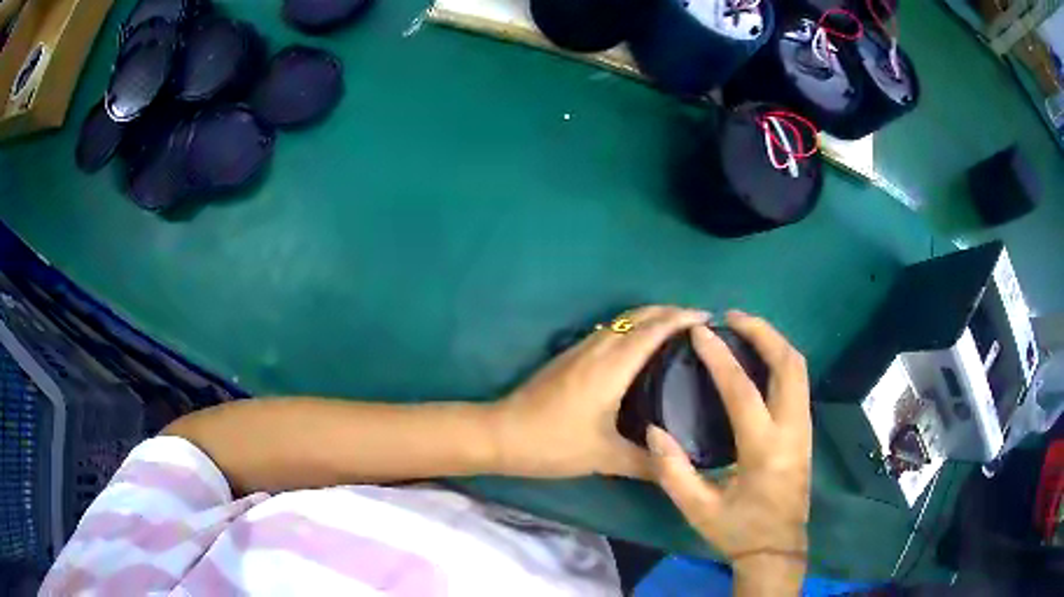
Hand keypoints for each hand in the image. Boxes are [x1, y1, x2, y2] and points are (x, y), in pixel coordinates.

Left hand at [488, 306, 709, 478]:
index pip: (654, 328)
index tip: (710, 319)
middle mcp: (599, 347)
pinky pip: (611, 330)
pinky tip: (640, 350)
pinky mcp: (570, 356)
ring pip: (623, 320)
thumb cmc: (553, 442)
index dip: (683, 318)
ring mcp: (581, 348)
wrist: (501, 433)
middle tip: (700, 325)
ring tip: (677, 333)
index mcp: (612, 365)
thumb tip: (678, 468)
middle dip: (671, 312)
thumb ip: (644, 463)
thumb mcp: (603, 457)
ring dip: (651, 317)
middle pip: (640, 315)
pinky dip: (633, 329)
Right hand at [646, 311, 811, 588]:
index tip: (700, 332)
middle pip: (788, 364)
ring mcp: (803, 428)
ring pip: (799, 369)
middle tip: (732, 317)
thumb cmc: (738, 530)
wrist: (777, 548)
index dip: (720, 357)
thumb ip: (673, 471)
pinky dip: (780, 359)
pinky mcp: (805, 431)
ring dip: (774, 342)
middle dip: (763, 333)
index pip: (742, 390)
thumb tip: (654, 431)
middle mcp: (791, 430)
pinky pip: (798, 381)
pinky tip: (760, 358)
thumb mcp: (698, 509)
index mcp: (763, 449)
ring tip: (745, 328)